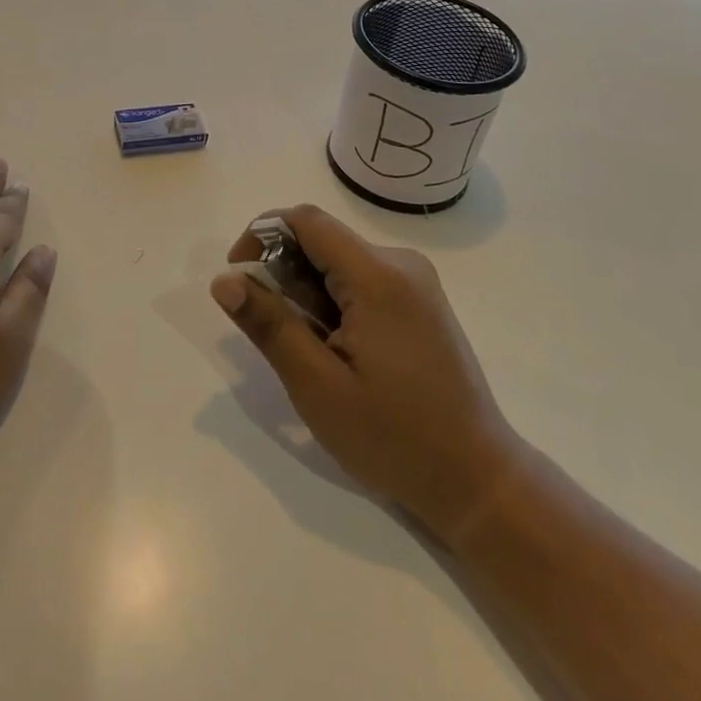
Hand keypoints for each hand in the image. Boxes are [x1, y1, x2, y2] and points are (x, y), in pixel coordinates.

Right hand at [211, 204, 519, 538]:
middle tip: (278, 334)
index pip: (305, 220)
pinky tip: (339, 350)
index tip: (240, 280)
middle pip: (321, 239)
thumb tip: (223, 280)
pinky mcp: (421, 301)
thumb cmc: (392, 437)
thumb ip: (269, 324)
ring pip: (338, 261)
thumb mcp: (317, 385)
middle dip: (285, 274)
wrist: (477, 480)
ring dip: (308, 292)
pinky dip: (334, 301)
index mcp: (378, 276)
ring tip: (314, 352)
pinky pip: (361, 278)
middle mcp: (401, 263)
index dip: (261, 236)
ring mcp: (416, 281)